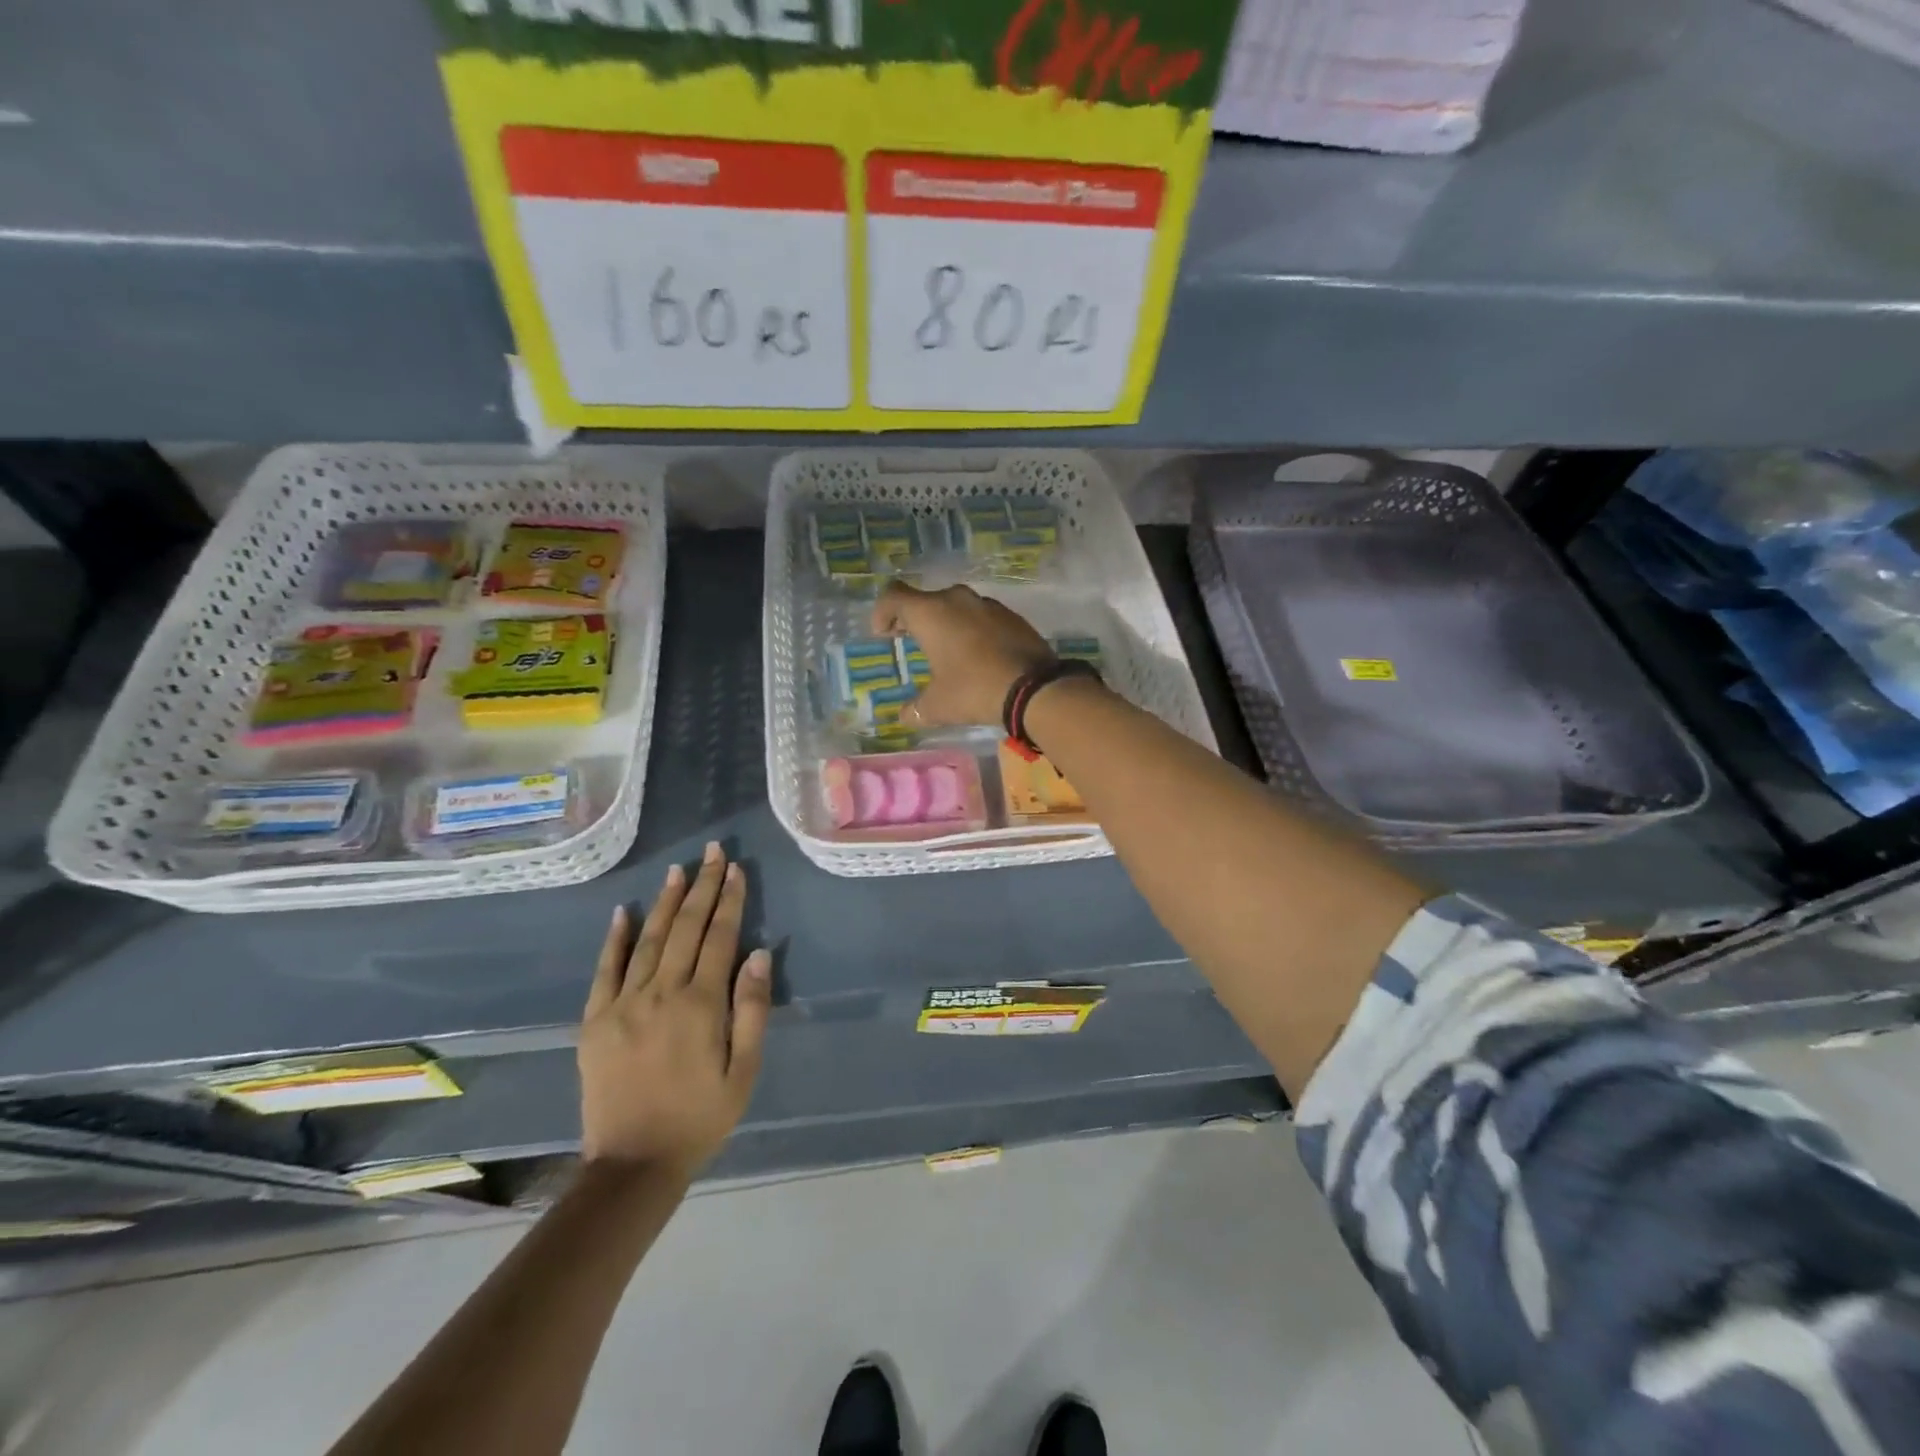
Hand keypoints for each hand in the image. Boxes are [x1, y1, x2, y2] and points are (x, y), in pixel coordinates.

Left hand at [579, 843, 770, 1176]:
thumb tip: (757, 954)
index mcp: (700, 1005)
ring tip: (679, 870)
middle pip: (686, 928)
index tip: (736, 869)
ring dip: (666, 902)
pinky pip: (605, 970)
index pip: (719, 938)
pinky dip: (615, 939)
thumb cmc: (700, 1117)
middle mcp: (661, 993)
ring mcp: (622, 1004)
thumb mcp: (744, 1071)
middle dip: (702, 887)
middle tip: (712, 852)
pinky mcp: (595, 1021)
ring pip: (648, 939)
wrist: (633, 1164)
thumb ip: (752, 1010)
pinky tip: (624, 911)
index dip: (730, 900)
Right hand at [872, 582, 1054, 727]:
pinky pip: (981, 617)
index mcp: (931, 613)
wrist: (1035, 688)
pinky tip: (977, 655)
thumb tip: (905, 716)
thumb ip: (915, 709)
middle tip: (909, 640)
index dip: (882, 612)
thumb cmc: (974, 690)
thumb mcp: (937, 706)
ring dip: (945, 623)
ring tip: (946, 650)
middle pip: (926, 600)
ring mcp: (988, 605)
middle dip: (914, 619)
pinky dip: (972, 629)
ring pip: (956, 606)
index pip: (894, 596)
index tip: (883, 634)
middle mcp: (957, 600)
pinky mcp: (1012, 616)